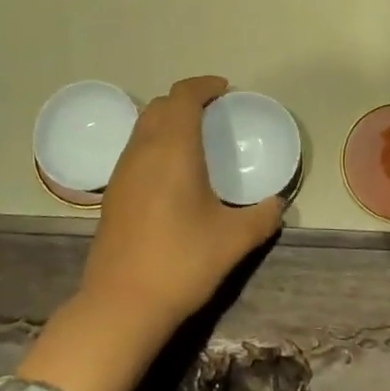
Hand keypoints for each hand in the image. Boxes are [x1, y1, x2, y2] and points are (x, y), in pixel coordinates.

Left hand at [82, 76, 283, 335]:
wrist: (122, 304)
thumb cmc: (181, 262)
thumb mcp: (234, 240)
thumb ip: (262, 216)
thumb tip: (277, 204)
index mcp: (173, 149)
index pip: (183, 96)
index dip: (204, 86)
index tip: (225, 91)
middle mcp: (143, 150)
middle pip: (160, 106)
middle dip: (186, 100)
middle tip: (214, 112)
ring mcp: (122, 171)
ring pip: (143, 126)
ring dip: (167, 120)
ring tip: (195, 138)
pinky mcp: (112, 193)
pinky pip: (135, 149)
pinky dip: (155, 143)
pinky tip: (172, 172)